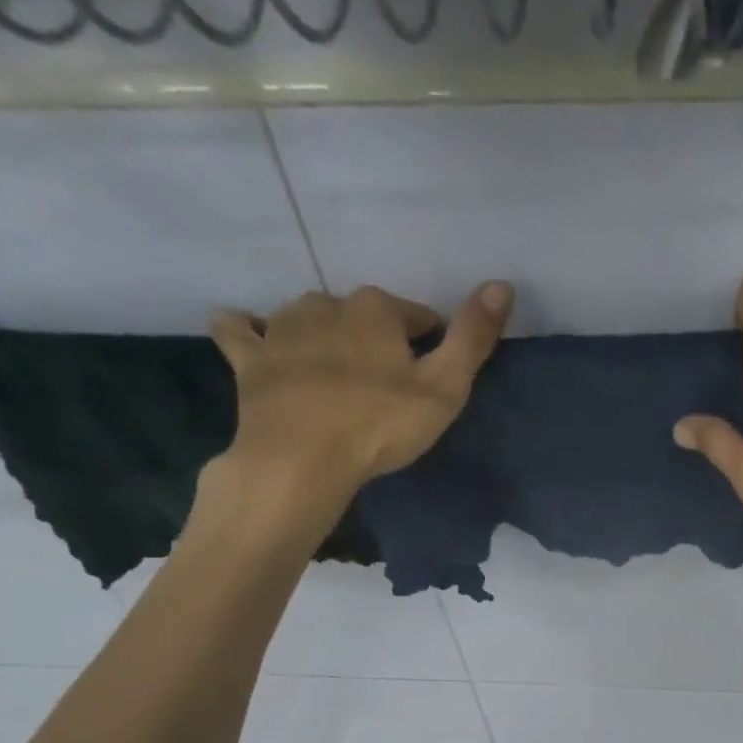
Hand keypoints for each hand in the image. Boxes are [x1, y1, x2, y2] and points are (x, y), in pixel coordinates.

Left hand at [191, 280, 513, 553]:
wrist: (302, 457)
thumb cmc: (381, 424)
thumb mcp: (445, 388)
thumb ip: (473, 338)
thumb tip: (502, 284)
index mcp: (376, 310)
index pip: (414, 315)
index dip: (427, 340)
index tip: (432, 370)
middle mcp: (327, 305)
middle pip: (360, 313)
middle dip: (374, 336)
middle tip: (385, 378)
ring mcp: (281, 328)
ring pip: (307, 315)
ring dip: (323, 332)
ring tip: (334, 367)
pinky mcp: (249, 358)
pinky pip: (240, 330)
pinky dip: (247, 330)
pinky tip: (255, 339)